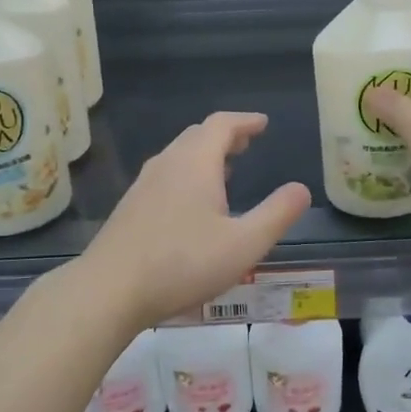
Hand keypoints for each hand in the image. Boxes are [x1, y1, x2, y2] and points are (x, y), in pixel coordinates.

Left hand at [83, 112, 311, 331]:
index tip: (263, 123)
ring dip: (204, 155)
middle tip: (246, 144)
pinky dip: (187, 173)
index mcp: (195, 163)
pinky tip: (192, 204)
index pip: (222, 124)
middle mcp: (167, 164)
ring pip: (179, 155)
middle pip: (198, 136)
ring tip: (225, 170)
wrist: (109, 290)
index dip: (245, 121)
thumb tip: (301, 189)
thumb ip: (277, 214)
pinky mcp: (130, 207)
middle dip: (225, 136)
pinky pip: (165, 175)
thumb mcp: (244, 244)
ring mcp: (144, 185)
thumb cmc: (182, 264)